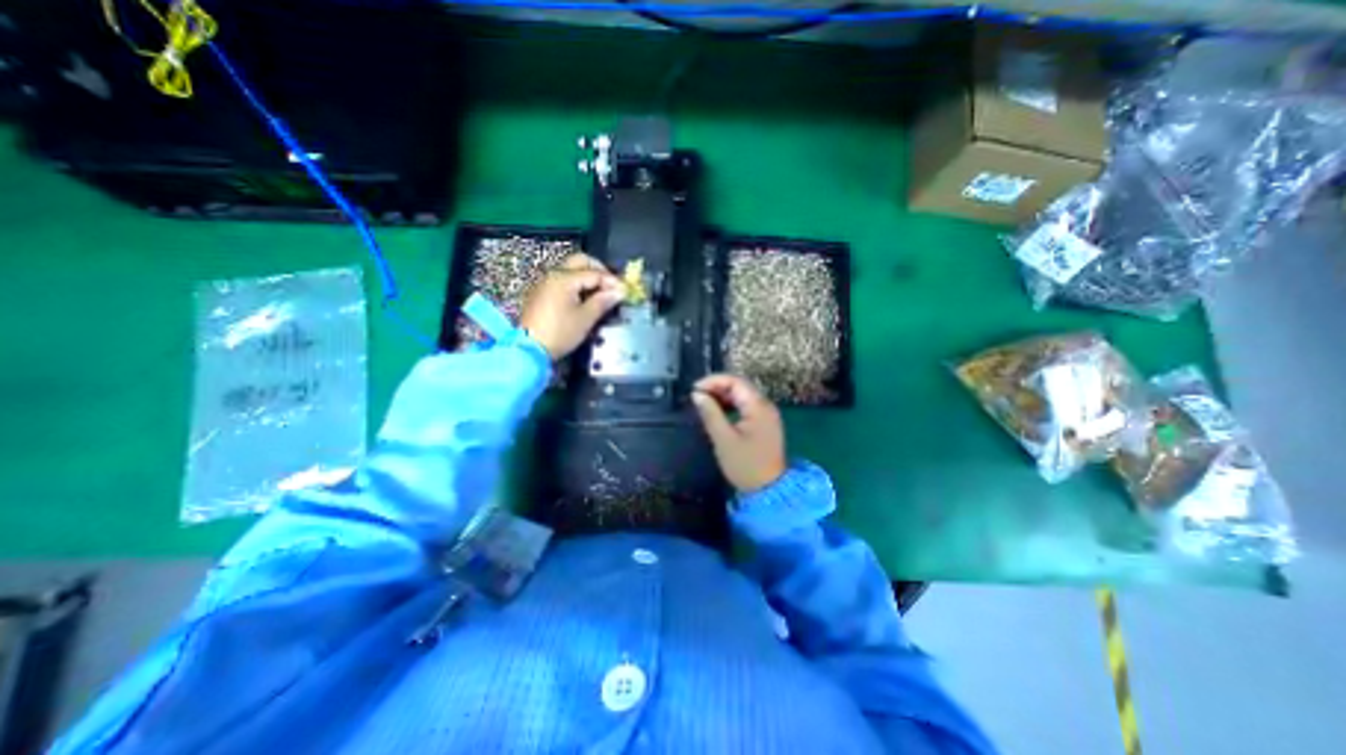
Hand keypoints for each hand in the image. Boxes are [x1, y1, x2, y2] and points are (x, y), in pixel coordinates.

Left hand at [523, 255, 627, 358]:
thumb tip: (619, 291)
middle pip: (580, 261)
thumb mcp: (585, 319)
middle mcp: (553, 275)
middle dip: (598, 270)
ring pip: (571, 270)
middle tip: (611, 285)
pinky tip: (584, 299)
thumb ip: (603, 301)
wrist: (529, 349)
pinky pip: (562, 281)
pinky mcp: (541, 294)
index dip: (612, 281)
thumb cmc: (560, 333)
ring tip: (600, 294)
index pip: (594, 273)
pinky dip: (576, 285)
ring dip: (587, 277)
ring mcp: (545, 283)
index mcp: (564, 278)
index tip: (625, 290)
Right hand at [693, 373, 791, 493]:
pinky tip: (718, 412)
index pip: (736, 382)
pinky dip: (731, 405)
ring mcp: (767, 414)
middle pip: (740, 386)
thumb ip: (710, 414)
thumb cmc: (745, 465)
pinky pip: (746, 406)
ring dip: (723, 396)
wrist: (769, 490)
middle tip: (697, 396)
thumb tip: (697, 395)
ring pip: (743, 396)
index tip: (695, 389)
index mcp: (758, 407)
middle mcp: (765, 405)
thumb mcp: (724, 440)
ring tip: (704, 403)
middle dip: (717, 387)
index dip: (714, 381)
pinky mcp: (764, 423)